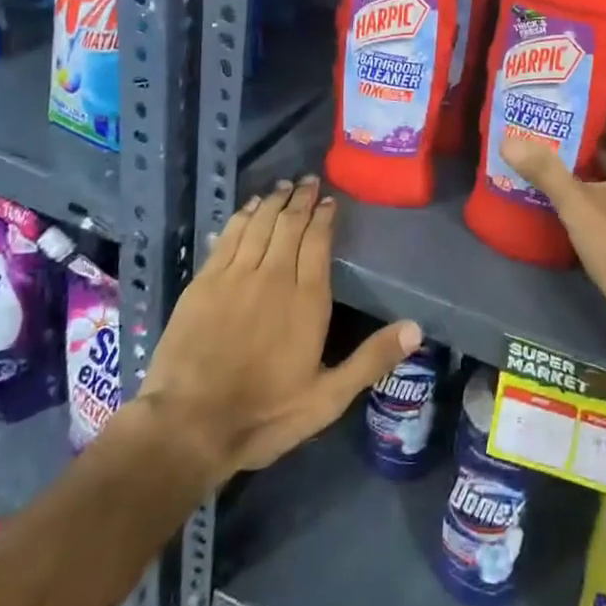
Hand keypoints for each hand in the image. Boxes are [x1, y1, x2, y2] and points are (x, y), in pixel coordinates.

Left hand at [137, 175, 420, 481]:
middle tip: (307, 180)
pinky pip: (229, 236)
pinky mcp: (204, 281)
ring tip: (282, 185)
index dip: (324, 216)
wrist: (188, 426)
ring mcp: (236, 275)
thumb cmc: (263, 414)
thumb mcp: (327, 398)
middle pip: (290, 224)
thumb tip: (417, 328)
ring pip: (259, 223)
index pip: (318, 241)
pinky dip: (242, 216)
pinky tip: (248, 208)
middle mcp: (274, 275)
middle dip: (301, 198)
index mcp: (307, 299)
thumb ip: (371, 359)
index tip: (328, 200)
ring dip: (273, 201)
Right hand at [500, 89, 605, 356]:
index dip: (599, 90)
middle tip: (550, 111)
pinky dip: (604, 175)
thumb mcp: (579, 205)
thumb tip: (508, 141)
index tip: (566, 84)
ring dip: (594, 150)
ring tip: (552, 139)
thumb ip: (545, 170)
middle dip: (590, 121)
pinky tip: (570, 178)